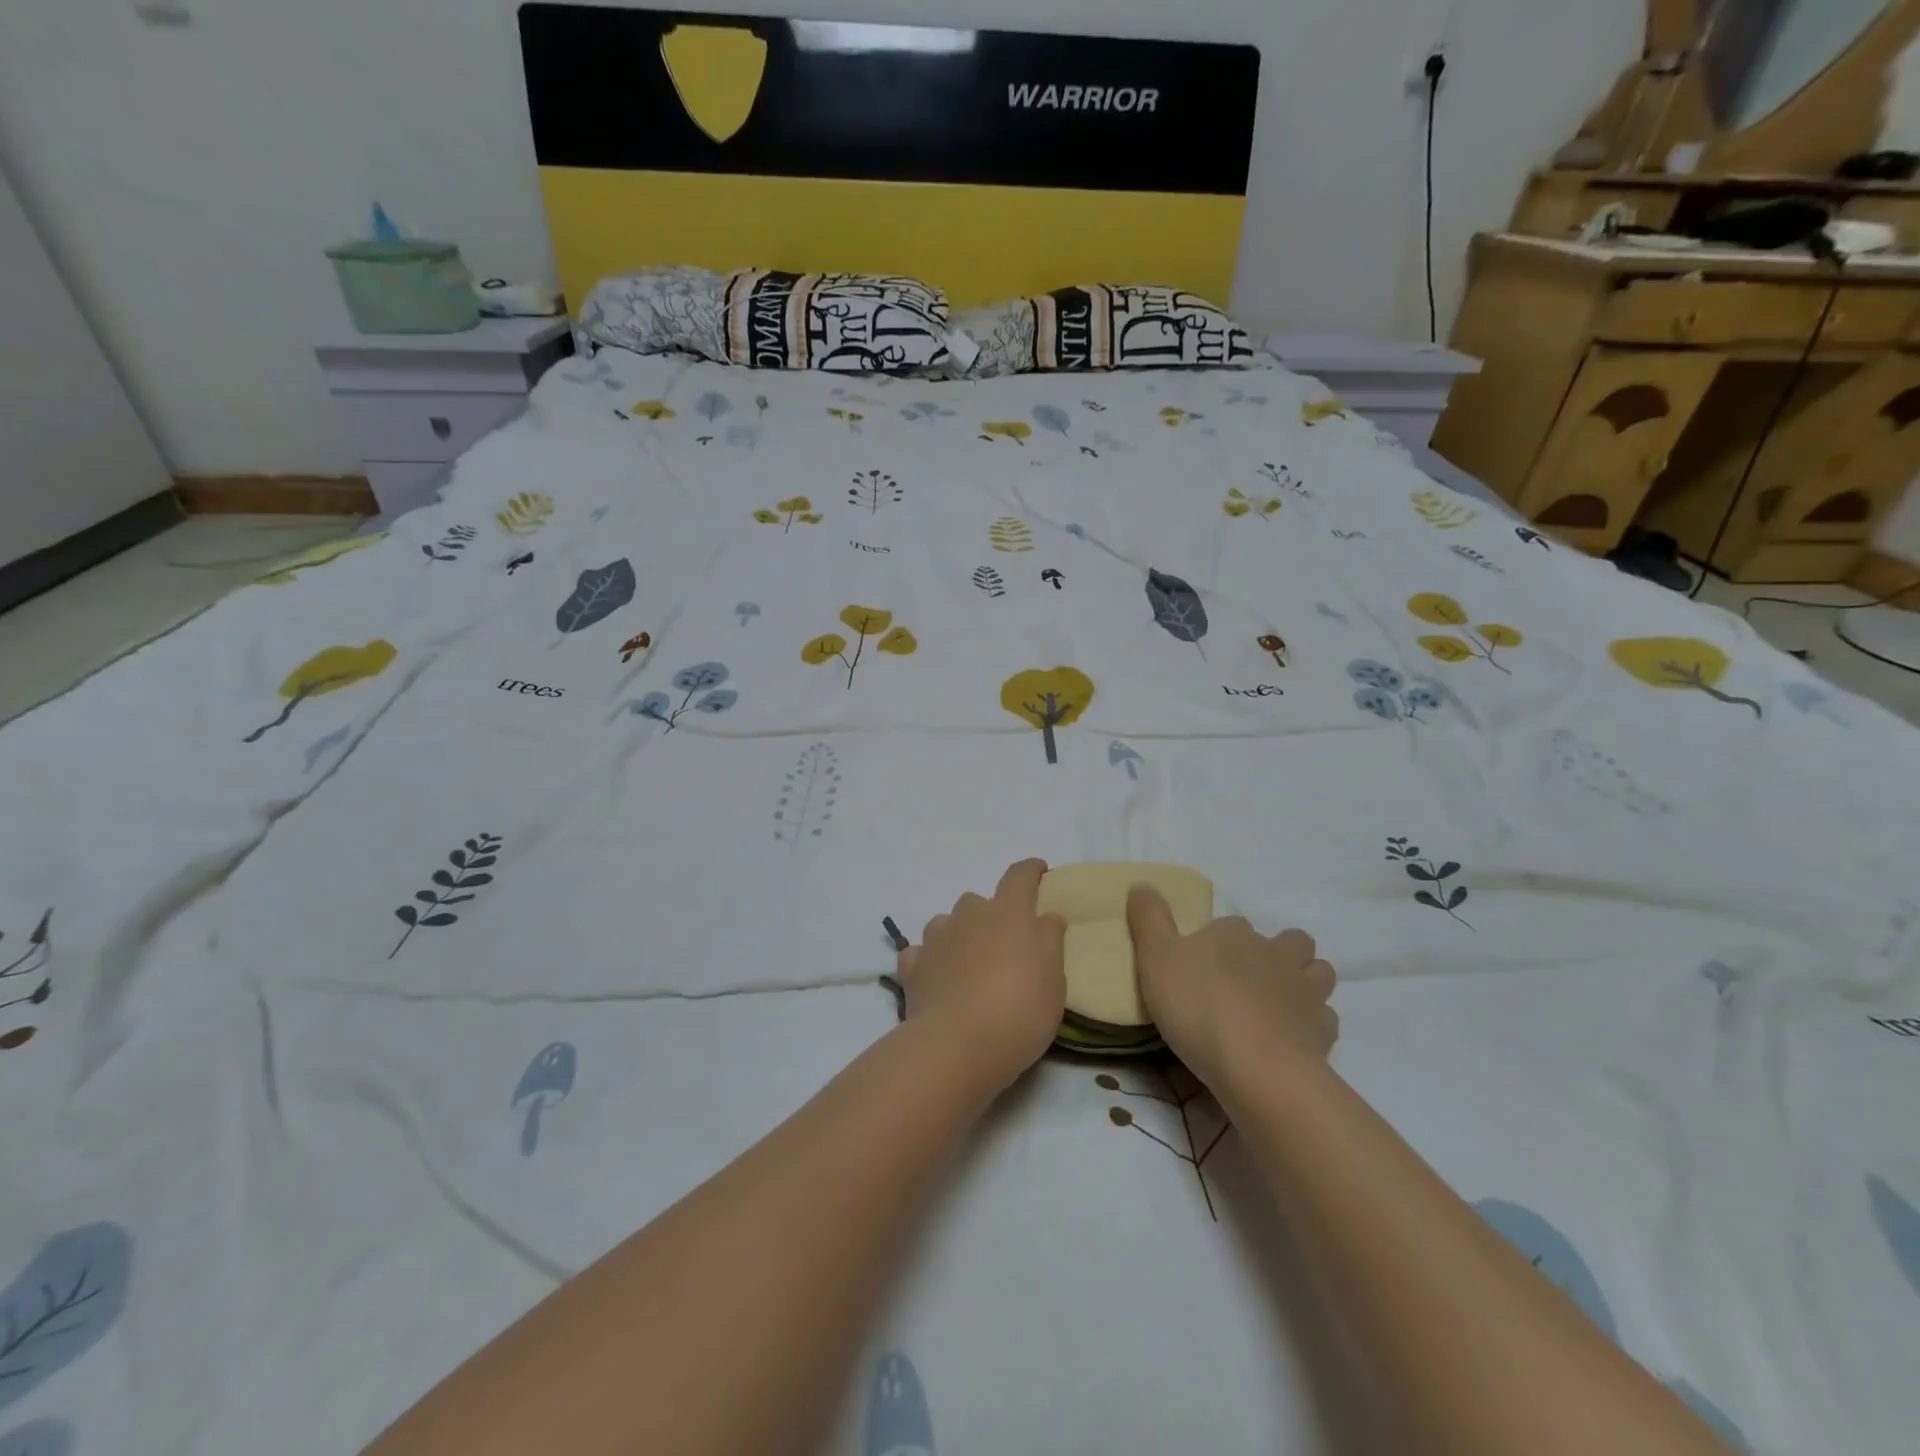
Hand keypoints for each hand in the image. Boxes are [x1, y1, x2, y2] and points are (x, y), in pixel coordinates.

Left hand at [898, 859, 1067, 1090]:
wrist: (957, 1045)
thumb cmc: (1019, 1010)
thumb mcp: (1054, 980)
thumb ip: (1050, 941)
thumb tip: (1046, 916)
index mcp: (1008, 913)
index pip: (1020, 877)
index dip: (1031, 870)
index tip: (1039, 870)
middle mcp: (969, 915)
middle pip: (980, 902)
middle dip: (991, 916)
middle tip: (1004, 947)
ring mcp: (937, 939)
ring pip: (948, 924)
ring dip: (959, 936)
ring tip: (968, 965)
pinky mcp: (913, 965)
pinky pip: (922, 953)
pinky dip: (930, 961)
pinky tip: (937, 980)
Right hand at [1125, 886, 1336, 1089]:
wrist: (1257, 1068)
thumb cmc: (1198, 1007)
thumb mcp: (1155, 958)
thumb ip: (1148, 919)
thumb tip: (1141, 884)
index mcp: (1234, 934)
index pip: (1232, 925)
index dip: (1220, 941)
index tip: (1203, 963)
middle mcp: (1275, 953)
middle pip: (1291, 940)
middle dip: (1278, 951)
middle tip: (1252, 977)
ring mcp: (1306, 991)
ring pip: (1318, 972)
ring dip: (1305, 980)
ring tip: (1280, 1002)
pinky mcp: (1323, 1031)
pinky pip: (1324, 1018)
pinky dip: (1311, 1023)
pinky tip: (1292, 1038)